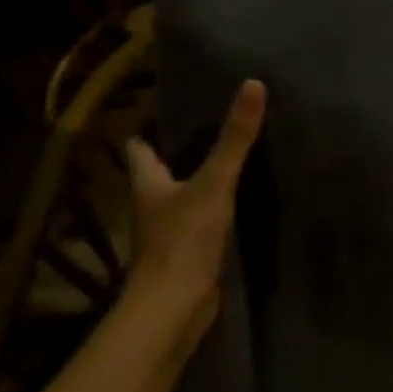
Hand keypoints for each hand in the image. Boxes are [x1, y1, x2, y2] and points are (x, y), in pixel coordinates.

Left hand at [124, 79, 265, 331]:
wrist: (174, 307)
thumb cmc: (184, 239)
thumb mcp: (215, 182)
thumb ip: (235, 138)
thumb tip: (253, 84)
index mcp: (147, 183)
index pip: (139, 147)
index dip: (151, 128)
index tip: (172, 108)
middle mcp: (151, 204)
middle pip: (160, 170)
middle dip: (181, 151)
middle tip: (214, 126)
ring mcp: (168, 231)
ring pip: (181, 196)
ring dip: (200, 180)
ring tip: (232, 157)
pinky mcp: (188, 253)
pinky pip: (200, 221)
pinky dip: (214, 209)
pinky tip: (240, 201)